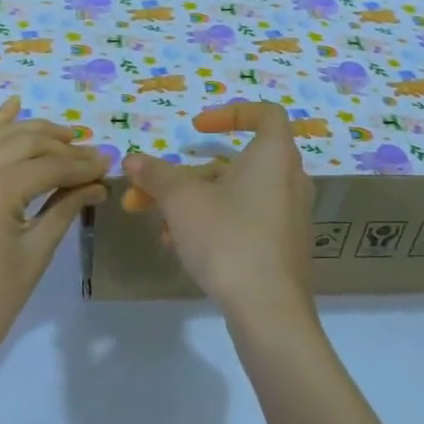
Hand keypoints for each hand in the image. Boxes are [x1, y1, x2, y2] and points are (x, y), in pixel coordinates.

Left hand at [0, 97, 107, 378]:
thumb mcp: (34, 255)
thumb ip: (64, 209)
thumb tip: (95, 185)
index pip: (48, 166)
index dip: (82, 164)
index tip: (108, 164)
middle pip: (21, 143)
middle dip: (59, 144)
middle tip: (88, 150)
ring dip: (26, 130)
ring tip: (59, 132)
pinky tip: (8, 113)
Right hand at [121, 101, 314, 316]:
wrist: (268, 309)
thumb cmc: (227, 238)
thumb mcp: (181, 201)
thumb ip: (156, 175)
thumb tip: (133, 159)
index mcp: (275, 155)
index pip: (265, 114)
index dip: (230, 114)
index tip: (196, 130)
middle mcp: (290, 179)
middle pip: (235, 163)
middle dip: (186, 175)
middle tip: (147, 190)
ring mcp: (289, 215)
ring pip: (235, 196)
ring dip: (193, 203)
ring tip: (157, 224)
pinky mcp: (283, 246)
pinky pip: (246, 220)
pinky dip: (214, 223)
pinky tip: (179, 246)